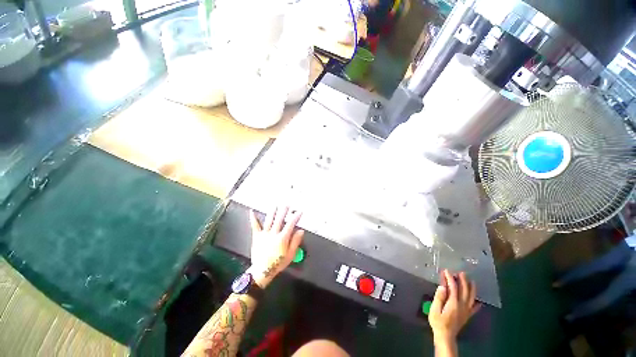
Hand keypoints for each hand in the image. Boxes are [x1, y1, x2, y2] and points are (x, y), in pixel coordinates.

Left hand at [247, 207, 303, 288]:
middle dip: (284, 211)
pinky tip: (252, 211)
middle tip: (287, 205)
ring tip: (275, 205)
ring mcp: (264, 234)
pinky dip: (253, 218)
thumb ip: (295, 242)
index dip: (295, 217)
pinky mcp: (257, 236)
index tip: (299, 212)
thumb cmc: (277, 263)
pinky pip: (255, 226)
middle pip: (279, 219)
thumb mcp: (290, 255)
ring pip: (269, 220)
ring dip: (272, 212)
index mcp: (282, 238)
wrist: (262, 271)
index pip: (290, 224)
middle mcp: (273, 234)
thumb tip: (300, 231)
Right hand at [428, 270, 480, 342]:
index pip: (453, 287)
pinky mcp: (467, 315)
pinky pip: (474, 308)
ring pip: (471, 297)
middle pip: (464, 290)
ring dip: (471, 288)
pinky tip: (478, 301)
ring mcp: (466, 311)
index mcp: (453, 303)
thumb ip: (439, 297)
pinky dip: (477, 303)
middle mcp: (462, 305)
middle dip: (463, 280)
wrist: (446, 336)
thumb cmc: (438, 322)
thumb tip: (442, 286)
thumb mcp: (434, 309)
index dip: (450, 278)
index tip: (446, 271)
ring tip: (471, 281)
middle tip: (461, 272)